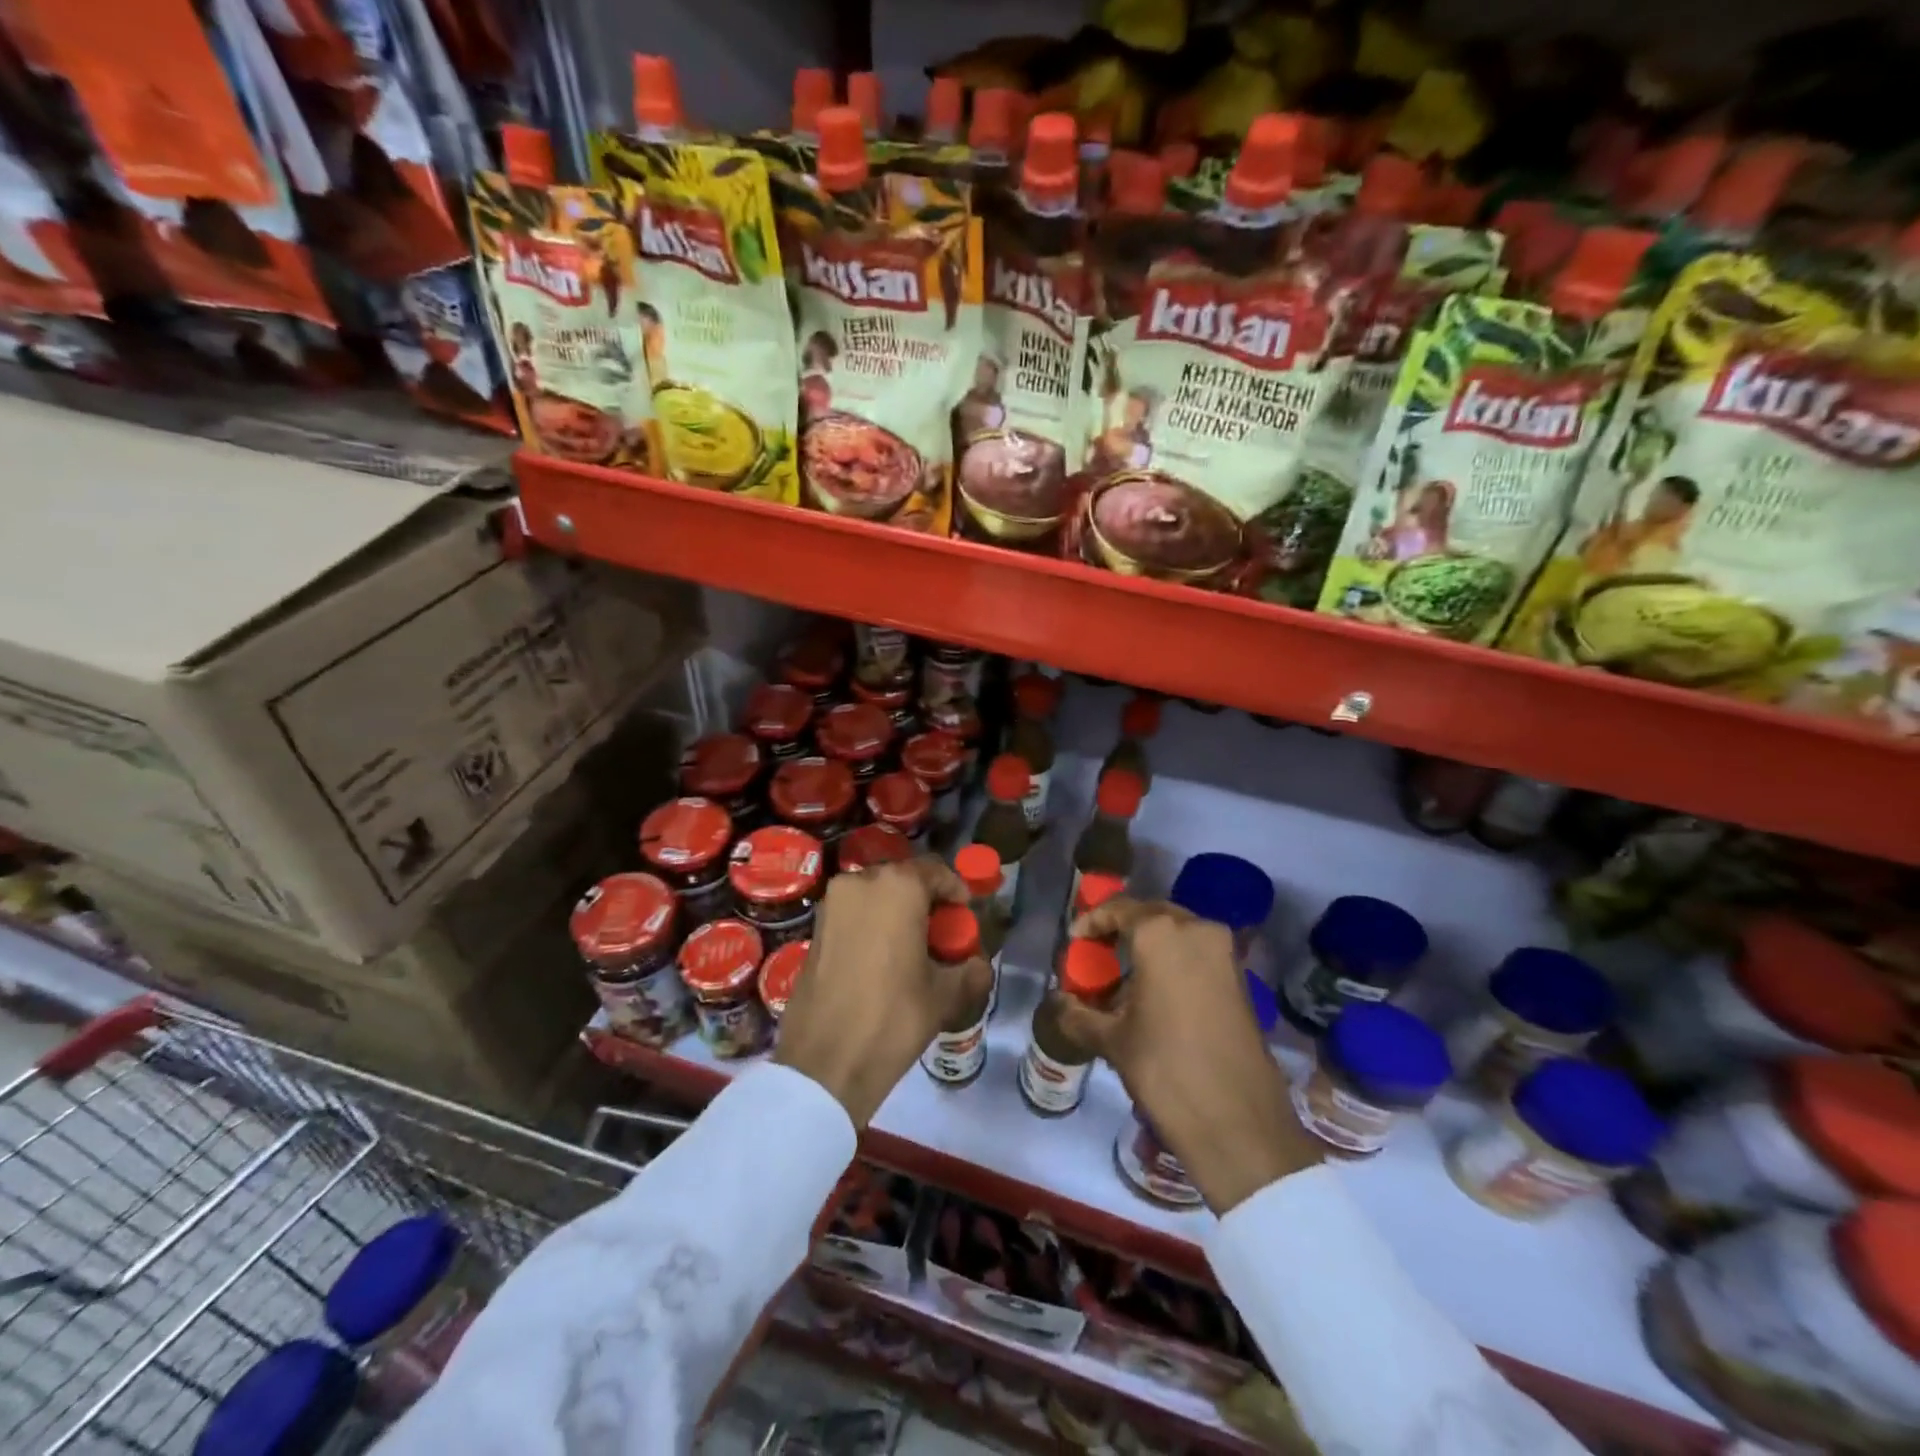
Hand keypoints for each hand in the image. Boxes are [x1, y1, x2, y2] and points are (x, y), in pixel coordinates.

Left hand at [775, 857, 992, 1127]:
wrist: (825, 1062)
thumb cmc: (893, 1018)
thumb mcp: (944, 995)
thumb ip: (970, 970)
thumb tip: (979, 963)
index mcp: (898, 887)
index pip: (936, 871)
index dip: (955, 891)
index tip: (964, 915)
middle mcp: (861, 882)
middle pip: (903, 879)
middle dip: (924, 900)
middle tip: (940, 933)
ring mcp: (832, 903)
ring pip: (876, 895)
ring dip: (896, 911)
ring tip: (911, 948)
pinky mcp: (815, 927)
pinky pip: (853, 912)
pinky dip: (871, 925)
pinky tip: (882, 959)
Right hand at [1060, 898, 1320, 1212]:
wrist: (1239, 1123)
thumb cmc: (1166, 1069)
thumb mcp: (1113, 1041)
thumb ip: (1078, 1015)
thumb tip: (1059, 1004)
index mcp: (1161, 933)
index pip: (1118, 909)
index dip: (1092, 922)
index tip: (1074, 941)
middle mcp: (1197, 930)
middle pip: (1151, 916)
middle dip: (1123, 931)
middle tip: (1098, 955)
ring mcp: (1224, 953)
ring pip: (1178, 934)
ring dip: (1150, 947)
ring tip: (1124, 979)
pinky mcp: (1241, 979)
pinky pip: (1198, 955)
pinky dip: (1174, 963)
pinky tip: (1155, 994)